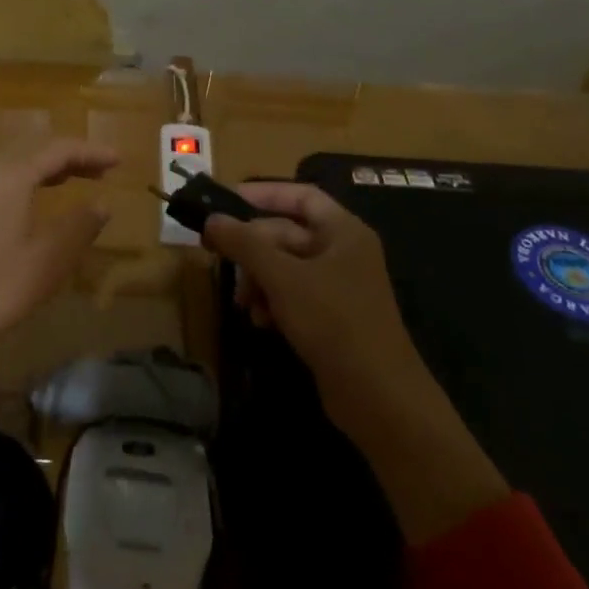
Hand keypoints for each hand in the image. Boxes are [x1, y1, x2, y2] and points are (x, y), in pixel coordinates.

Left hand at [0, 135, 118, 414]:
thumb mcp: (44, 264)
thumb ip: (78, 228)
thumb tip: (102, 203)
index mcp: (8, 176)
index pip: (58, 148)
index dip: (91, 151)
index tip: (118, 160)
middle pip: (31, 147)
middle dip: (68, 154)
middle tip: (99, 169)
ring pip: (9, 161)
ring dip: (43, 165)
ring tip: (70, 179)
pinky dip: (21, 179)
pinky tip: (27, 202)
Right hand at [203, 183, 508, 542]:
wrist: (377, 395)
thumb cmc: (333, 321)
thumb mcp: (282, 277)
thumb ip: (244, 244)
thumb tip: (211, 219)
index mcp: (343, 231)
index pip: (300, 196)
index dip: (262, 194)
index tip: (224, 202)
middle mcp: (343, 252)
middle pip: (286, 233)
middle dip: (252, 248)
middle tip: (216, 255)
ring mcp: (338, 286)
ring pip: (284, 266)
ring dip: (258, 279)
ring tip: (243, 302)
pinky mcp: (331, 316)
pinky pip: (292, 294)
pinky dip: (272, 302)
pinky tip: (261, 321)